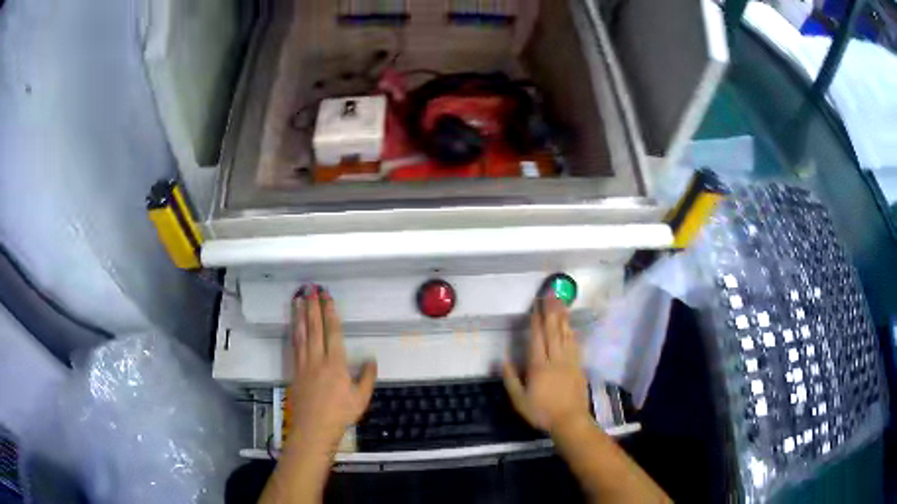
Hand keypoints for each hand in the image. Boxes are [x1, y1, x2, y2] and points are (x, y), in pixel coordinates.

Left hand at [288, 287, 376, 451]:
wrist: (314, 428)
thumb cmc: (340, 414)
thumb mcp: (361, 398)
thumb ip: (366, 377)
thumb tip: (371, 360)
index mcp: (335, 363)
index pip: (332, 332)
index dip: (329, 312)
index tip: (326, 297)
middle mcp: (318, 359)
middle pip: (314, 328)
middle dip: (312, 307)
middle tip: (309, 289)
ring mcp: (303, 364)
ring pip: (301, 334)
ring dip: (299, 316)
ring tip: (298, 300)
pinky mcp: (294, 371)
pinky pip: (294, 347)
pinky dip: (293, 333)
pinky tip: (292, 326)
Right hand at [502, 297, 590, 433]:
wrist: (570, 420)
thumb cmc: (541, 412)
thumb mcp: (519, 400)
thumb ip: (511, 379)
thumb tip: (504, 359)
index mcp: (538, 366)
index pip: (537, 338)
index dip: (536, 320)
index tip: (536, 305)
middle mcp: (555, 359)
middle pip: (553, 331)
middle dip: (550, 312)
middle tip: (550, 294)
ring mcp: (569, 362)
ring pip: (565, 335)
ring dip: (562, 318)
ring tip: (561, 303)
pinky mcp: (578, 367)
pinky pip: (575, 345)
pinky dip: (572, 333)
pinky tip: (571, 326)